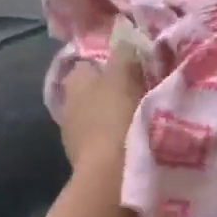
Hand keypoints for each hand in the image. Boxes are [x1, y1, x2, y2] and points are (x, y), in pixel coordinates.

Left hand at [57, 45, 145, 175]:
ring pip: (102, 117)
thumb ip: (125, 52)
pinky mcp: (87, 162)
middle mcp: (68, 106)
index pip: (91, 62)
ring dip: (120, 117)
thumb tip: (125, 37)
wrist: (111, 178)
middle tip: (148, 91)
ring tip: (149, 119)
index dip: (113, 62)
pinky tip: (140, 143)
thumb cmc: (116, 118)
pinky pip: (107, 142)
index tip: (139, 67)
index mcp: (73, 81)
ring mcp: (75, 137)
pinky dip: (121, 140)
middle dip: (117, 91)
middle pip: (97, 91)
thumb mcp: (124, 75)